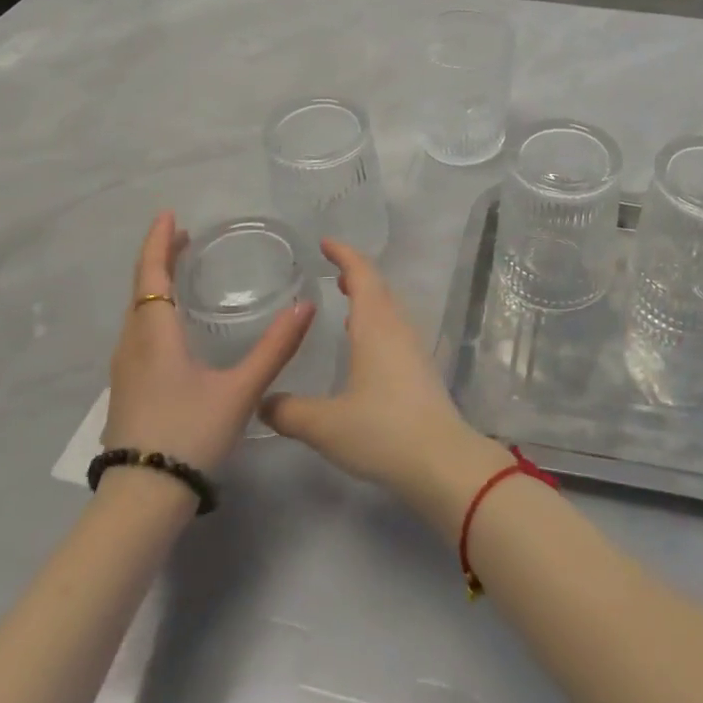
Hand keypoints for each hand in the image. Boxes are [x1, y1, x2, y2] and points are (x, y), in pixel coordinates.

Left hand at [102, 210, 314, 472]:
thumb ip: (275, 348)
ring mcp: (125, 370)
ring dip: (155, 284)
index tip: (169, 214)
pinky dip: (154, 310)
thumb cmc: (190, 434)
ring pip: (137, 313)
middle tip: (184, 236)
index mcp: (156, 336)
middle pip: (142, 289)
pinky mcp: (127, 390)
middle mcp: (133, 345)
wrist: (142, 500)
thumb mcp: (240, 390)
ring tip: (179, 271)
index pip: (152, 275)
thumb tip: (307, 306)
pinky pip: (138, 332)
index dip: (159, 242)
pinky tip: (172, 325)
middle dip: (161, 258)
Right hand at [261, 240, 510, 536]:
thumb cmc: (381, 431)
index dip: (344, 254)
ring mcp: (413, 348)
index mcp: (375, 325)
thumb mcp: (325, 424)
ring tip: (346, 300)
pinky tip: (364, 345)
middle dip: (356, 273)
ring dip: (368, 298)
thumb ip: (289, 412)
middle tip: (332, 269)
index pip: (362, 273)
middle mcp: (397, 327)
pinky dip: (376, 321)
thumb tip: (262, 402)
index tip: (325, 243)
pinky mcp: (420, 369)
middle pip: (378, 287)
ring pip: (389, 308)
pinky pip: (395, 329)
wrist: (440, 460)